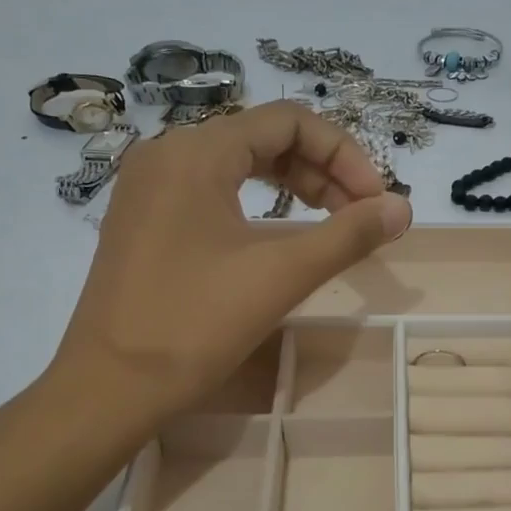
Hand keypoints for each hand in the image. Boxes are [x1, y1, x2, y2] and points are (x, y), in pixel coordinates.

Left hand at [48, 103, 411, 431]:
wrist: (108, 389)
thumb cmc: (194, 325)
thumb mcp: (281, 275)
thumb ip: (348, 235)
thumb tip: (403, 208)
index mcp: (196, 152)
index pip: (288, 121)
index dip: (344, 153)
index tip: (375, 201)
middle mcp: (167, 154)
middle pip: (263, 138)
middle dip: (322, 170)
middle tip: (360, 215)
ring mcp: (149, 187)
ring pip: (237, 164)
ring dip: (292, 186)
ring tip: (331, 223)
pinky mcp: (143, 219)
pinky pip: (211, 190)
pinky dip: (256, 203)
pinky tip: (279, 234)